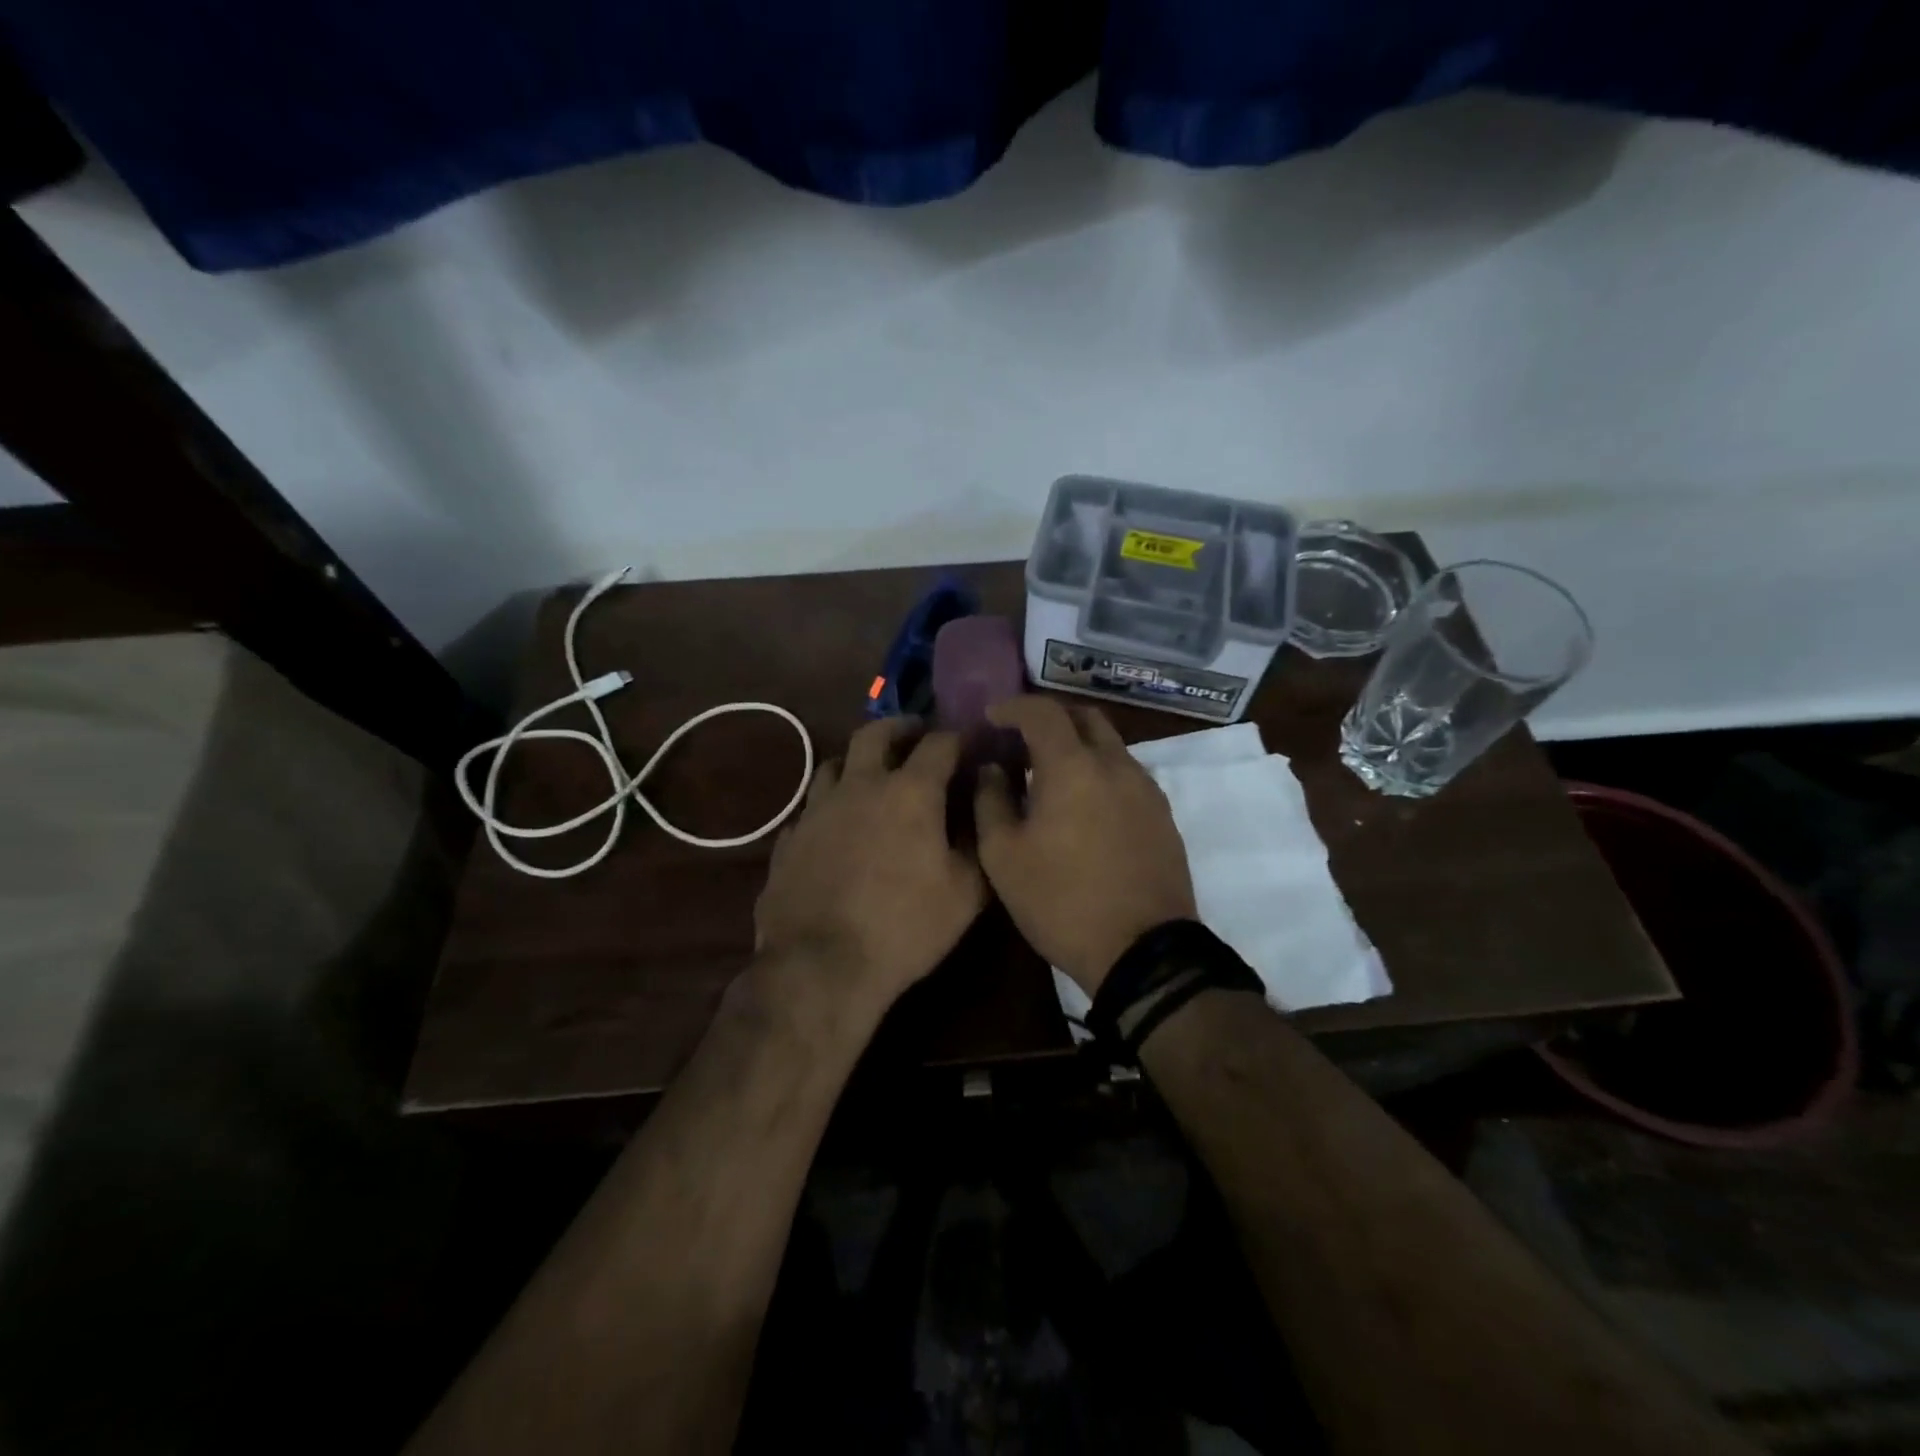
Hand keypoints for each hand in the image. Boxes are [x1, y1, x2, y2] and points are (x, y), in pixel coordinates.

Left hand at [754, 717, 985, 1017]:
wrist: (820, 965)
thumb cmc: (905, 926)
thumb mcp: (965, 891)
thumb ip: (978, 839)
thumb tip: (981, 802)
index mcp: (909, 792)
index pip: (940, 744)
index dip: (958, 737)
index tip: (970, 742)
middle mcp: (860, 786)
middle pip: (876, 733)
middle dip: (901, 727)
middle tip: (915, 736)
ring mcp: (817, 809)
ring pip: (835, 763)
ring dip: (858, 760)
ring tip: (871, 775)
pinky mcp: (790, 837)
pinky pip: (812, 806)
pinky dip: (830, 804)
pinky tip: (836, 825)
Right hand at [974, 696, 1196, 996]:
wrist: (1143, 952)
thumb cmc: (1062, 902)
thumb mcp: (1003, 858)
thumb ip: (990, 802)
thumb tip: (993, 769)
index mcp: (1073, 767)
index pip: (1043, 712)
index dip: (1014, 707)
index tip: (993, 717)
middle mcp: (1116, 766)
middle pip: (1086, 717)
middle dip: (1052, 718)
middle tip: (1025, 739)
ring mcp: (1147, 790)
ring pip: (1112, 746)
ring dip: (1080, 746)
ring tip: (1053, 775)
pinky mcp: (1164, 816)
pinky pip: (1128, 775)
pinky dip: (1102, 773)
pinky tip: (1086, 806)